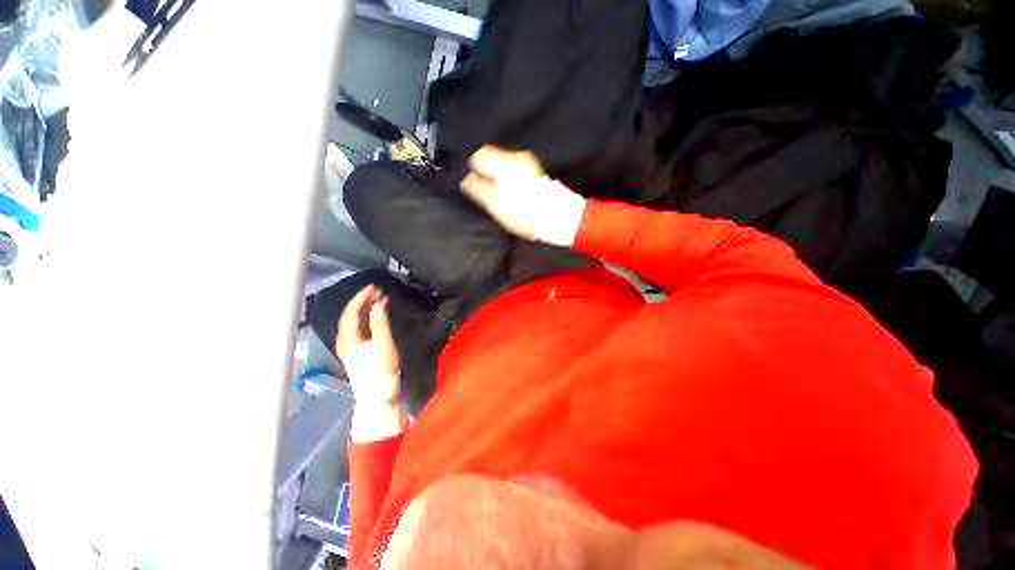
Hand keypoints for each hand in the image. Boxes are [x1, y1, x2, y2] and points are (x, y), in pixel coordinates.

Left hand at [336, 285, 400, 409]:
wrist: (379, 396)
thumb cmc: (381, 371)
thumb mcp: (383, 345)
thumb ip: (379, 323)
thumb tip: (378, 304)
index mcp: (348, 339)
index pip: (350, 312)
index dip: (360, 298)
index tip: (374, 288)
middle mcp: (345, 341)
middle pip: (350, 316)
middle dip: (363, 301)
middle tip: (379, 292)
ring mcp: (350, 347)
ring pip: (354, 322)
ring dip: (365, 309)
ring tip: (379, 300)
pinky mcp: (358, 351)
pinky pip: (359, 328)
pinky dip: (367, 318)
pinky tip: (375, 316)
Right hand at [460, 146, 586, 246]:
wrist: (555, 216)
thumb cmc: (522, 211)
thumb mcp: (495, 203)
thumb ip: (478, 189)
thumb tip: (465, 179)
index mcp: (505, 162)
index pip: (480, 155)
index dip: (474, 170)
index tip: (475, 185)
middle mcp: (517, 157)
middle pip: (493, 159)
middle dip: (486, 174)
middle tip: (487, 193)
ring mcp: (528, 164)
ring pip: (504, 165)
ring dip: (498, 178)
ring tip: (500, 196)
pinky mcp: (535, 172)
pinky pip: (515, 171)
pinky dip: (509, 180)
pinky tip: (513, 194)